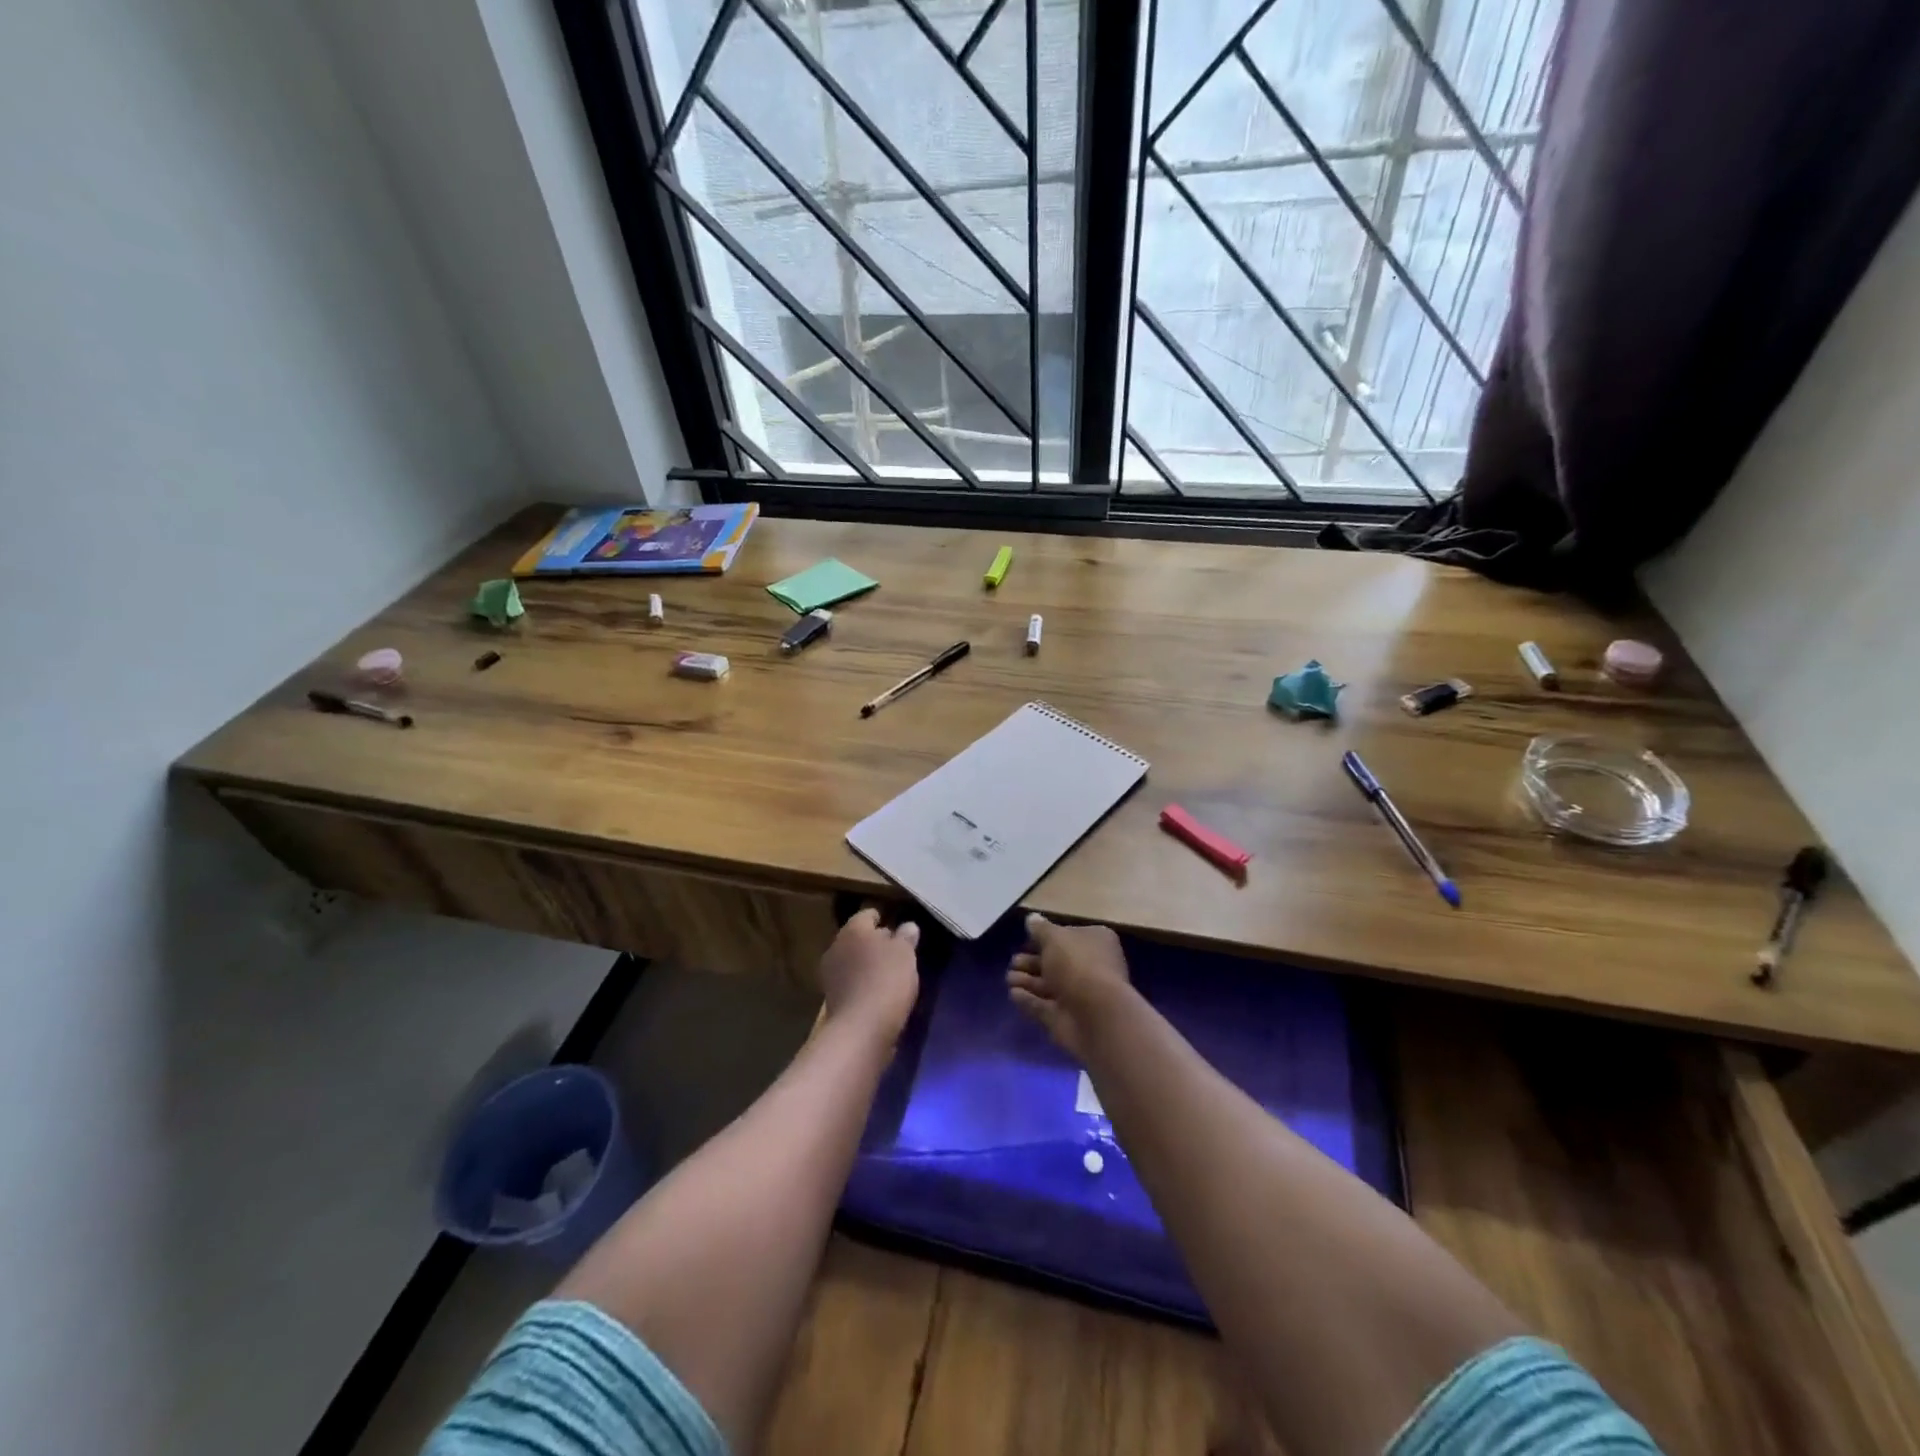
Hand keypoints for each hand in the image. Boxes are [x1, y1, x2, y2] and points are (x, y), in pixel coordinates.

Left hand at [818, 908, 920, 1041]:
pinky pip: (852, 983)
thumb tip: (908, 926)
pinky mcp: (832, 999)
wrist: (861, 1028)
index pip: (867, 915)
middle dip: (874, 942)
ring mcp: (830, 975)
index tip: (897, 927)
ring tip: (890, 974)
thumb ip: (906, 937)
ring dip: (867, 965)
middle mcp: (836, 947)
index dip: (882, 918)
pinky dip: (863, 985)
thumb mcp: (905, 954)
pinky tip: (878, 993)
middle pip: (858, 938)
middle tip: (896, 951)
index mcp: (853, 929)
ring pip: (853, 961)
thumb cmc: (886, 979)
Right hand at [1007, 914, 1131, 1059]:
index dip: (1047, 937)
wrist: (1095, 1015)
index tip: (1027, 938)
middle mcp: (1091, 967)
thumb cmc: (1077, 965)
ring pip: (1048, 985)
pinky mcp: (1066, 1019)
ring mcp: (1079, 996)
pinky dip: (1028, 1000)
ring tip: (1009, 977)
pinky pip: (1044, 1006)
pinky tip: (1013, 993)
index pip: (1070, 936)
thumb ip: (1040, 929)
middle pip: (1057, 962)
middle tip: (1014, 961)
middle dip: (1032, 961)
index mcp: (1096, 942)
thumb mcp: (1055, 938)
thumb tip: (1032, 918)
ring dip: (1027, 981)